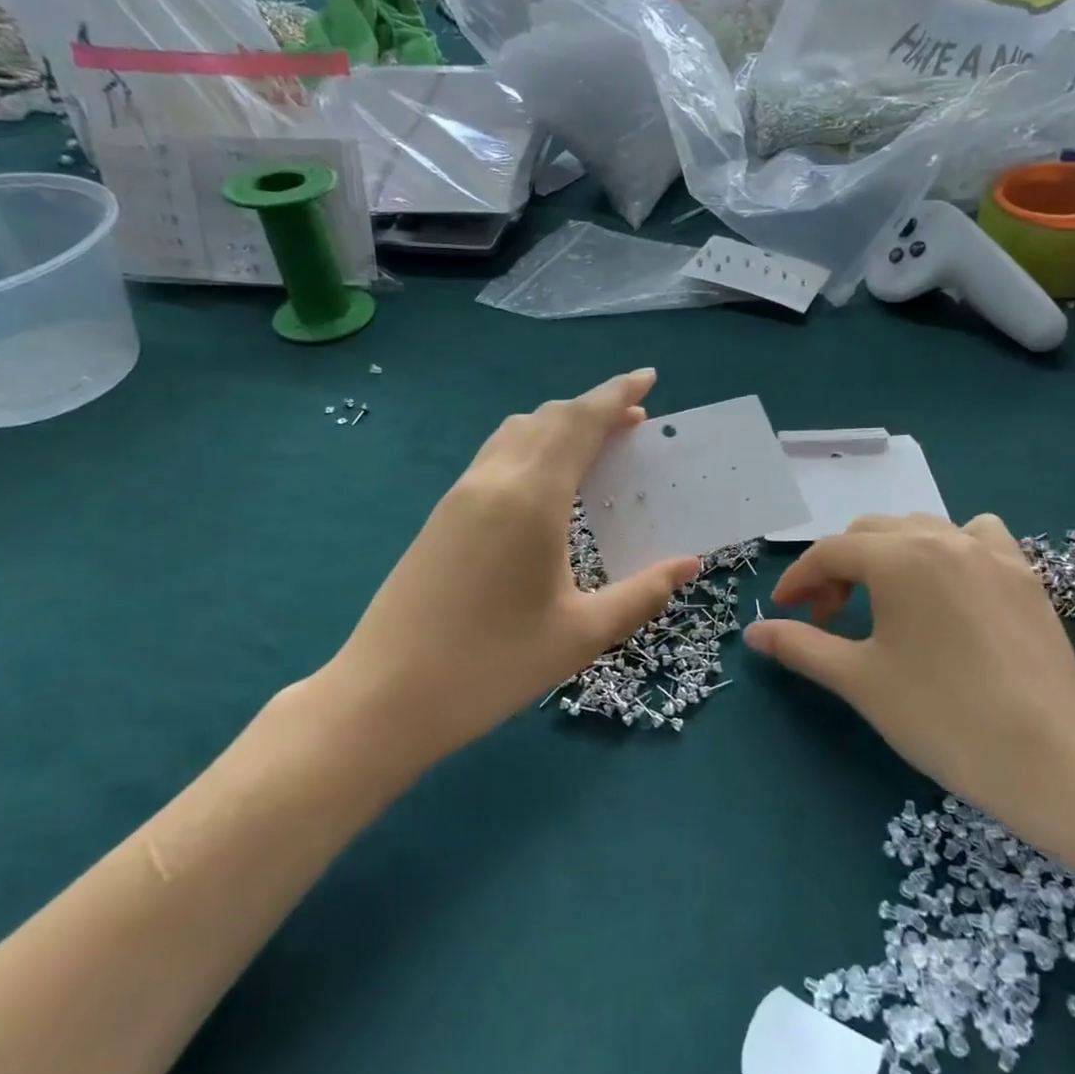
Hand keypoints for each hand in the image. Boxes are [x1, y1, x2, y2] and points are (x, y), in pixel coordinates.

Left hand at [319, 370, 698, 774]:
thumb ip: (642, 594)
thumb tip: (689, 565)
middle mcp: (494, 480)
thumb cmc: (492, 666)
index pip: (582, 423)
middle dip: (595, 408)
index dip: (617, 395)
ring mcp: (460, 494)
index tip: (648, 377)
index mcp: (532, 498)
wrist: (385, 696)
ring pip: (516, 432)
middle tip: (635, 419)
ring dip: (559, 424)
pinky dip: (532, 446)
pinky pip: (495, 456)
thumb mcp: (582, 635)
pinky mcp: (442, 515)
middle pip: (549, 418)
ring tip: (595, 445)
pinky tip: (546, 483)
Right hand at [744, 514, 1074, 844]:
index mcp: (898, 557)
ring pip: (920, 528)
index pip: (830, 552)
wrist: (1050, 757)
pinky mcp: (1024, 573)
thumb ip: (801, 646)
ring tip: (884, 599)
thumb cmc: (941, 716)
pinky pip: (976, 536)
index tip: (784, 612)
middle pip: (870, 534)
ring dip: (888, 553)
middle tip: (829, 617)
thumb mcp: (859, 680)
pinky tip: (950, 583)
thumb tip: (754, 632)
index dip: (799, 580)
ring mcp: (990, 552)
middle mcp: (942, 538)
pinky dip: (949, 547)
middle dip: (839, 568)